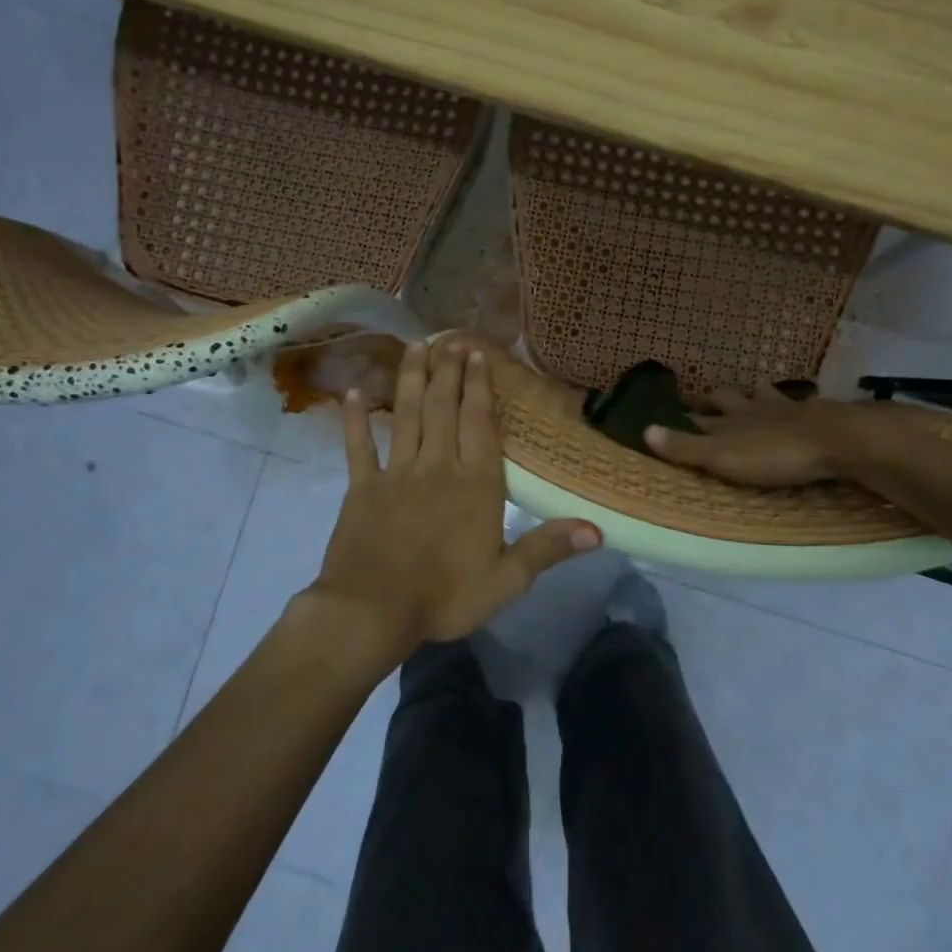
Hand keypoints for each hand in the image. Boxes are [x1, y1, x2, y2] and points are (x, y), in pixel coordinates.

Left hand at [310, 338, 599, 663]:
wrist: (373, 611)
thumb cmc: (444, 597)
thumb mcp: (506, 580)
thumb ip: (548, 548)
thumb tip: (598, 530)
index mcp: (475, 485)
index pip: (480, 424)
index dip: (480, 387)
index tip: (478, 355)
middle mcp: (437, 467)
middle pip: (443, 409)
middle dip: (449, 372)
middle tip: (451, 340)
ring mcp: (396, 474)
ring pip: (406, 416)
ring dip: (411, 379)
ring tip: (416, 347)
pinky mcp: (362, 488)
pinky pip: (358, 447)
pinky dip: (355, 419)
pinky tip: (353, 393)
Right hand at [643, 387, 874, 486]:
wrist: (835, 440)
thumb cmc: (773, 454)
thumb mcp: (722, 456)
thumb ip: (685, 447)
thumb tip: (644, 429)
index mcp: (728, 423)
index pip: (698, 418)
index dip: (683, 414)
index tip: (671, 408)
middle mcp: (753, 410)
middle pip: (729, 398)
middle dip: (715, 397)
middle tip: (706, 395)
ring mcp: (786, 409)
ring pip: (763, 395)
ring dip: (754, 395)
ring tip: (751, 393)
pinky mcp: (817, 415)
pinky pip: (800, 405)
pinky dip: (794, 405)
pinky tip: (800, 406)